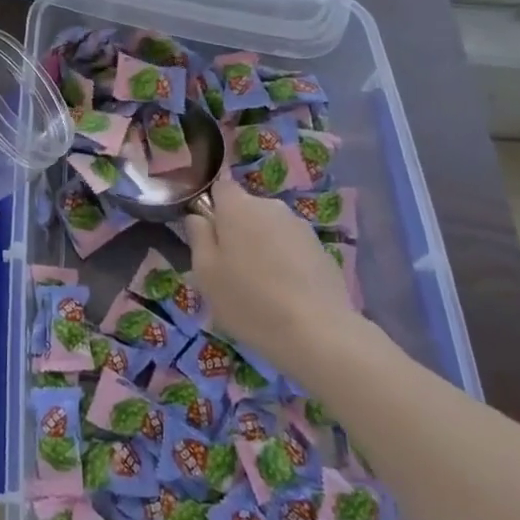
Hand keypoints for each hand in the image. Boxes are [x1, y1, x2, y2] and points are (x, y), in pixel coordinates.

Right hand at [184, 172, 362, 379]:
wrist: (318, 332)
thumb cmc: (249, 300)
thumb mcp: (205, 273)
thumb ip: (198, 236)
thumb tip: (198, 217)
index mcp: (238, 206)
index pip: (220, 187)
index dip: (212, 208)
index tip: (210, 239)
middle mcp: (270, 206)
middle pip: (246, 209)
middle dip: (237, 231)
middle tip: (231, 270)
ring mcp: (300, 226)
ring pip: (270, 229)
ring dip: (262, 247)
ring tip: (261, 288)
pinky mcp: (321, 249)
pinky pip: (292, 248)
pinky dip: (285, 262)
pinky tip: (286, 295)